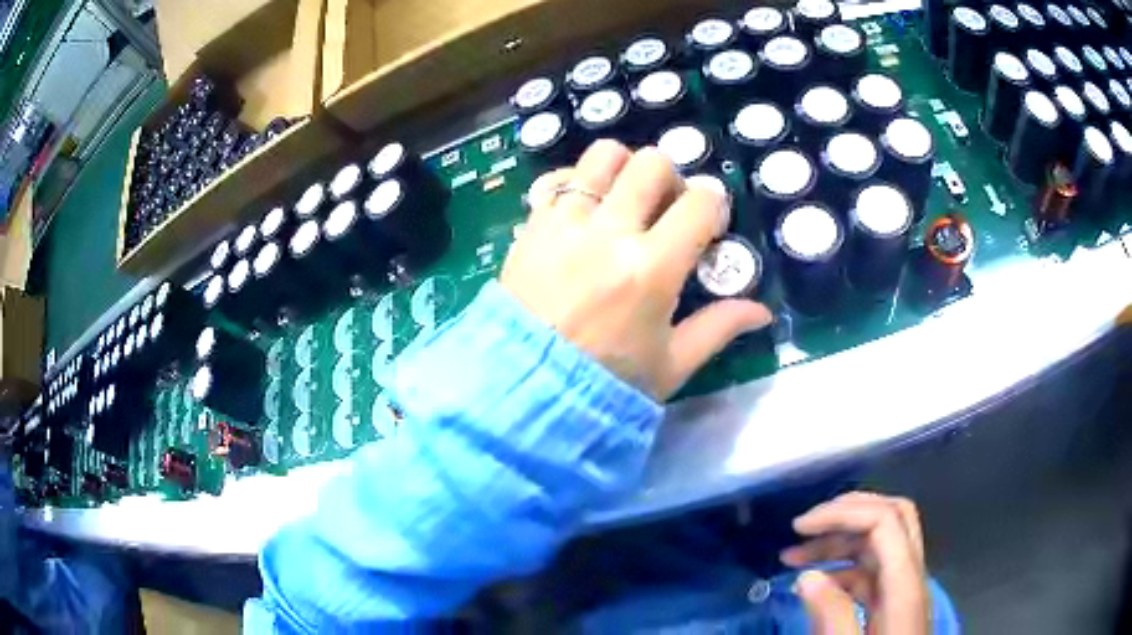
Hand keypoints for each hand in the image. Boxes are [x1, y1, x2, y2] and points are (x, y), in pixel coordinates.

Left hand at [501, 140, 771, 399]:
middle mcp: (609, 232)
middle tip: (666, 210)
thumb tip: (762, 311)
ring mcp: (565, 223)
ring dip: (623, 169)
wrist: (525, 388)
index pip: (701, 202)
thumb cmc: (606, 382)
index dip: (714, 205)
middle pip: (652, 163)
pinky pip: (556, 179)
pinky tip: (583, 209)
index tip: (708, 225)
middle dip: (671, 180)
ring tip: (623, 201)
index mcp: (652, 269)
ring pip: (602, 156)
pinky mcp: (532, 225)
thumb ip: (719, 328)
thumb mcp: (671, 365)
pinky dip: (576, 183)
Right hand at [781, 492, 929, 634]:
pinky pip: (871, 569)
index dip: (843, 513)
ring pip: (881, 540)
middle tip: (805, 526)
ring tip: (794, 555)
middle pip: (893, 516)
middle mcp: (910, 576)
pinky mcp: (893, 601)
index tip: (799, 528)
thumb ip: (832, 618)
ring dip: (840, 539)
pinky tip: (815, 585)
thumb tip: (807, 577)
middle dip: (848, 511)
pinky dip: (841, 567)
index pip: (885, 521)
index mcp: (905, 586)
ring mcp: (904, 588)